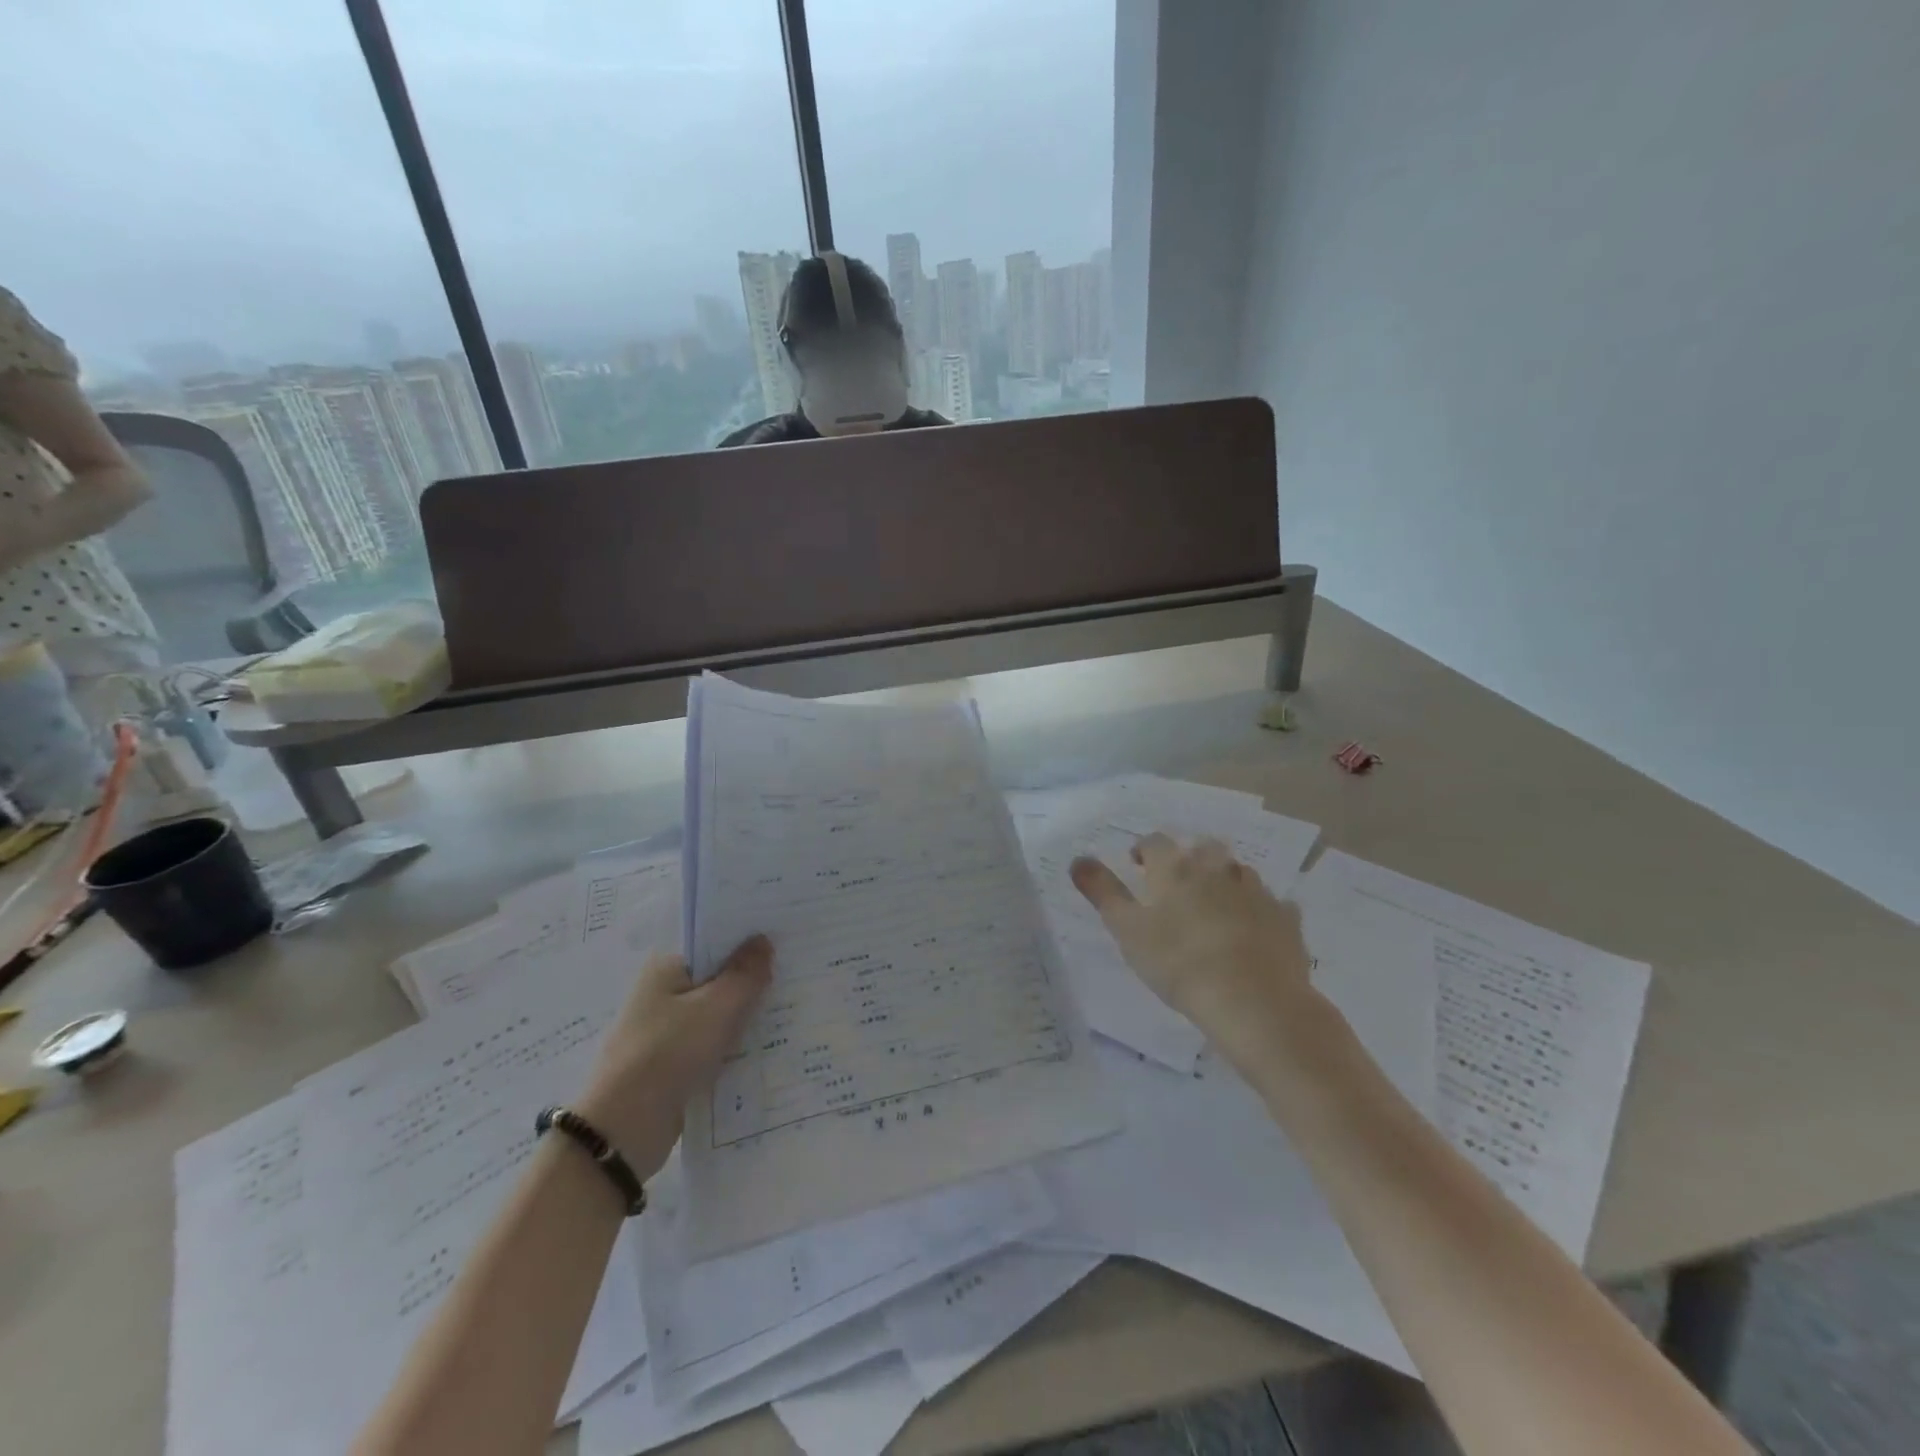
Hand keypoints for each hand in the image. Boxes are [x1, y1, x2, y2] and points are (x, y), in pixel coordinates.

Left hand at [576, 935, 772, 1175]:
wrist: (623, 1131)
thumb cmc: (669, 1053)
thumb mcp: (717, 1008)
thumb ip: (745, 973)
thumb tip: (763, 939)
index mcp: (667, 967)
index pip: (715, 942)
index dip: (749, 941)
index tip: (786, 941)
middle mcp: (663, 992)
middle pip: (719, 977)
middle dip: (753, 979)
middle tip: (800, 975)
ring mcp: (667, 1030)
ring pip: (718, 1013)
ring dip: (747, 1015)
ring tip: (794, 1009)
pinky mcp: (674, 1063)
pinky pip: (713, 1043)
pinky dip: (736, 1044)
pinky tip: (770, 1046)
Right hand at [1070, 834, 1318, 1075]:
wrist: (1254, 1000)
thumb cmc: (1179, 963)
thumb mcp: (1127, 930)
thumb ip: (1102, 892)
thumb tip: (1077, 860)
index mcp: (1176, 869)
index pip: (1155, 843)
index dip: (1143, 850)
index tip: (1136, 865)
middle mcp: (1217, 870)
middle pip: (1203, 849)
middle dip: (1190, 860)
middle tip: (1178, 885)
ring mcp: (1256, 892)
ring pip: (1238, 873)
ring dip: (1225, 881)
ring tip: (1215, 907)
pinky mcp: (1285, 919)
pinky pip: (1271, 905)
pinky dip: (1259, 910)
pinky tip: (1254, 930)